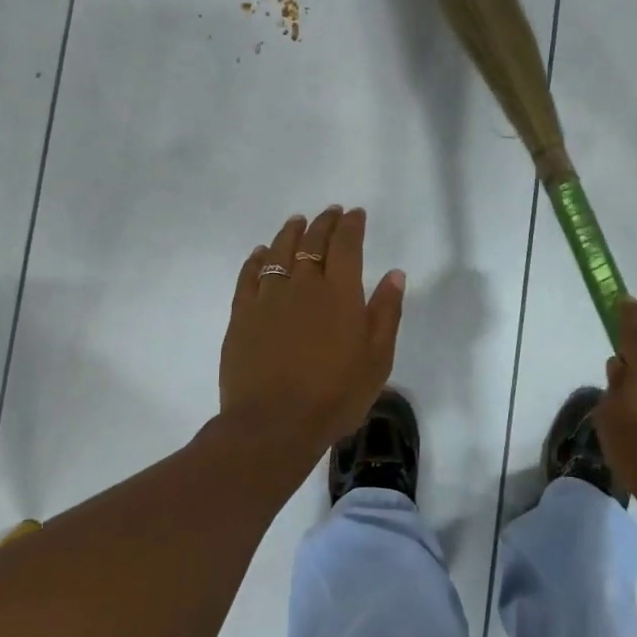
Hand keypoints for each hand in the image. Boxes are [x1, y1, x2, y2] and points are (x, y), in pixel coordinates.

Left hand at [218, 206, 406, 466]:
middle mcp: (303, 285)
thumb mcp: (377, 358)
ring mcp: (268, 298)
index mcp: (340, 293)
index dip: (351, 225)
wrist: (274, 424)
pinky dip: (256, 259)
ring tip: (296, 221)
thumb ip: (386, 312)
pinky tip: (259, 253)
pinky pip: (248, 276)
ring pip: (278, 252)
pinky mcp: (242, 315)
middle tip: (330, 212)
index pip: (346, 245)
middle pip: (313, 242)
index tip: (355, 213)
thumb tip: (394, 274)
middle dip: (324, 223)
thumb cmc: (335, 395)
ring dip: (290, 233)